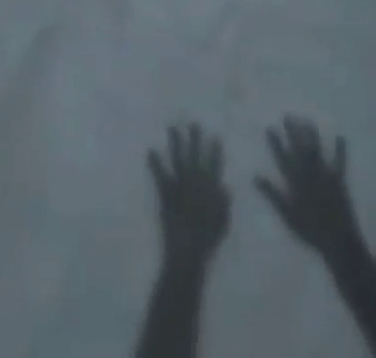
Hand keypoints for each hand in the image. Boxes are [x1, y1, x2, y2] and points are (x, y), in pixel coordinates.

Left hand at [148, 123, 230, 268]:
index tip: (216, 136)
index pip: (215, 164)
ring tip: (172, 128)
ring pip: (178, 158)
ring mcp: (180, 184)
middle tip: (193, 124)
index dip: (215, 151)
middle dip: (195, 138)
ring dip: (175, 142)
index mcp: (210, 188)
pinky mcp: (166, 191)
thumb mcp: (222, 223)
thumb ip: (224, 203)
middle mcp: (195, 180)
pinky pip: (160, 173)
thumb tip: (225, 186)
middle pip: (195, 155)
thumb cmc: (207, 240)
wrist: (188, 250)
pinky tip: (150, 150)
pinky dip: (154, 162)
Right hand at [255, 118, 362, 255]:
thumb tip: (255, 176)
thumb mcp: (286, 215)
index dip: (276, 142)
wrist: (337, 242)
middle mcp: (309, 173)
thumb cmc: (309, 230)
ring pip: (316, 150)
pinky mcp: (339, 181)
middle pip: (299, 148)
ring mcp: (325, 175)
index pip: (282, 157)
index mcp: (295, 181)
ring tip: (307, 120)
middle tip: (287, 115)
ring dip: (312, 135)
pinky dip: (340, 150)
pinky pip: (340, 163)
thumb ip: (271, 194)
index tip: (270, 127)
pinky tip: (341, 136)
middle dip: (293, 131)